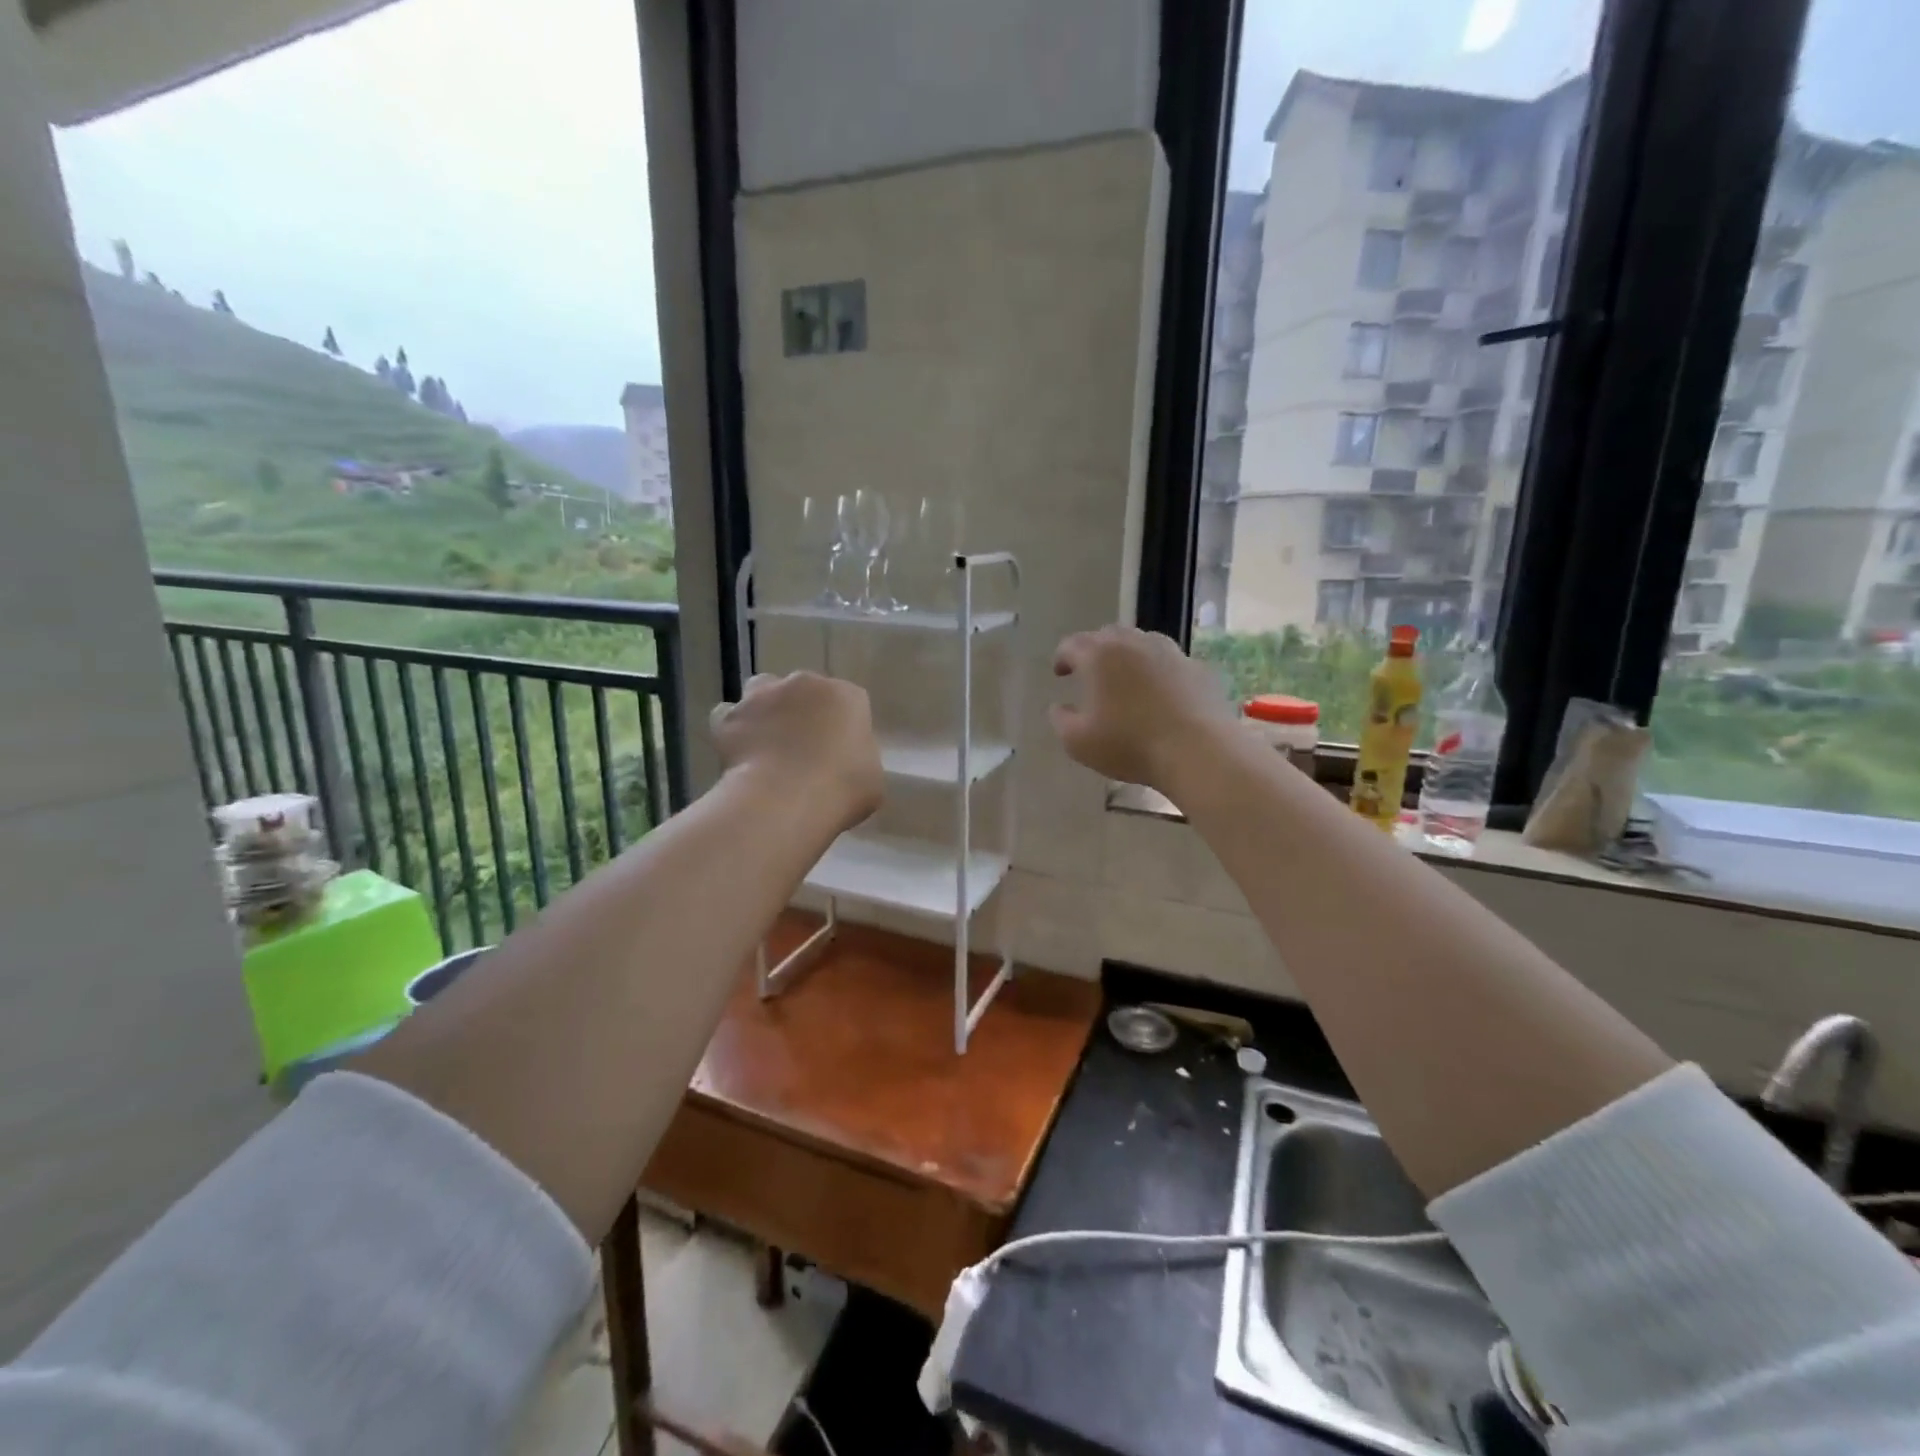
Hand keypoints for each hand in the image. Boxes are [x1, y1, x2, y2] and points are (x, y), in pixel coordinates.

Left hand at [711, 671, 882, 832]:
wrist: (787, 798)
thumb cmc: (843, 789)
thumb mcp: (871, 779)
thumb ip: (859, 760)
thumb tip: (846, 763)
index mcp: (847, 697)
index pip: (847, 702)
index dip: (840, 726)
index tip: (837, 752)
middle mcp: (806, 684)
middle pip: (803, 690)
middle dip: (802, 711)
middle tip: (801, 748)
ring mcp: (765, 695)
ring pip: (763, 691)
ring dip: (765, 709)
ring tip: (766, 743)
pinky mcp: (731, 715)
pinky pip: (728, 716)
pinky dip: (733, 730)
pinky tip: (738, 754)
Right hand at [1049, 627, 1234, 794]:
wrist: (1198, 751)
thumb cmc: (1129, 744)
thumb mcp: (1078, 742)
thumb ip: (1061, 720)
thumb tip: (1059, 706)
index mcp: (1099, 655)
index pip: (1072, 644)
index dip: (1062, 658)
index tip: (1059, 673)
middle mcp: (1134, 643)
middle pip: (1108, 635)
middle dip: (1094, 651)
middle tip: (1090, 673)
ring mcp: (1170, 652)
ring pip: (1141, 643)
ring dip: (1127, 656)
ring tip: (1125, 679)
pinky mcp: (1197, 667)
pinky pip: (1169, 661)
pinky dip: (1156, 671)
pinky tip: (1158, 693)